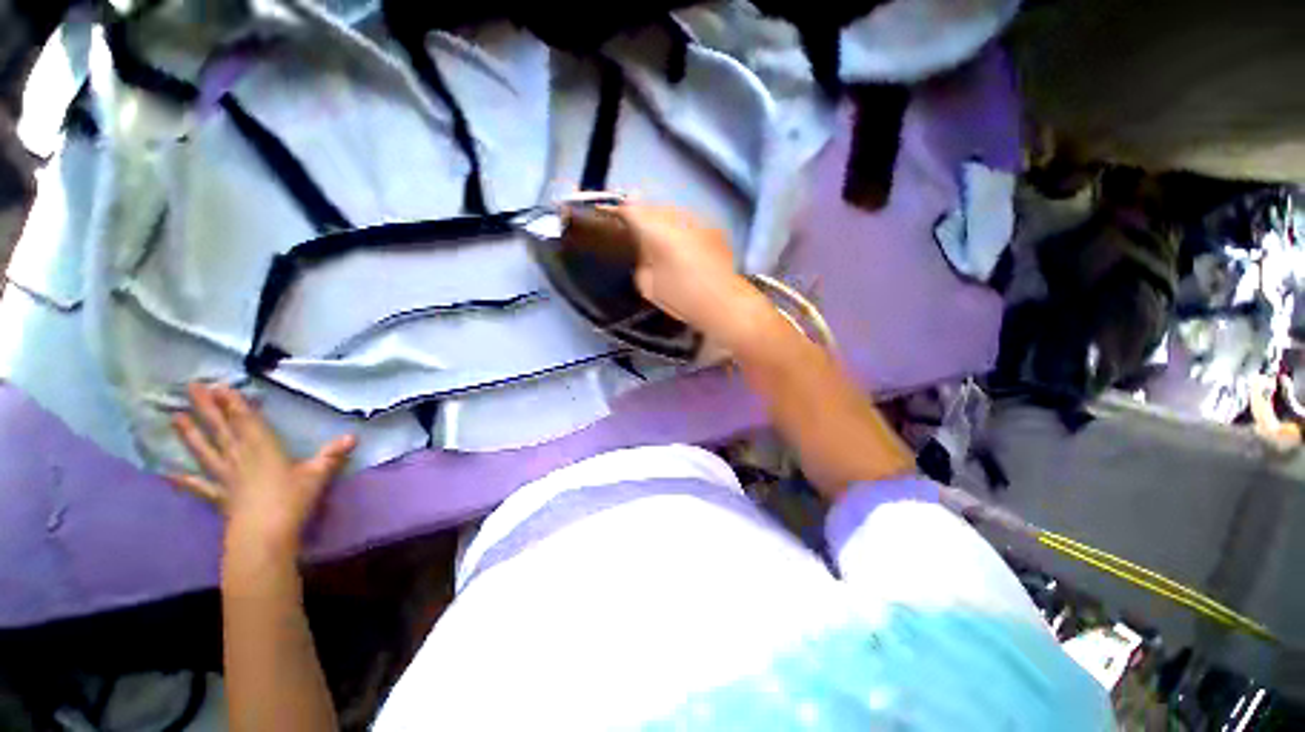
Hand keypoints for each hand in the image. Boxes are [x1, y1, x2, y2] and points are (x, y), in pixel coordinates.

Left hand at [170, 383, 355, 553]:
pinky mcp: (218, 496)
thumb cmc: (292, 500)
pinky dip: (184, 480)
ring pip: (205, 451)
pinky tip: (168, 475)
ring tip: (175, 417)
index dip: (234, 403)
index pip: (246, 421)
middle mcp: (240, 457)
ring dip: (190, 434)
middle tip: (192, 387)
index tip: (219, 385)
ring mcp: (225, 477)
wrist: (264, 534)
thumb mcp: (318, 474)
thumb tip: (353, 436)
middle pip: (222, 429)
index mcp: (263, 449)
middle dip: (208, 408)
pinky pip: (198, 486)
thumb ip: (332, 454)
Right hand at [585, 203, 774, 350]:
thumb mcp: (649, 286)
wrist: (726, 304)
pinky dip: (679, 228)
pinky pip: (688, 222)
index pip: (630, 210)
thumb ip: (640, 263)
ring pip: (672, 212)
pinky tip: (680, 245)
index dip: (616, 212)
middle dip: (640, 215)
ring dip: (661, 220)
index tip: (607, 219)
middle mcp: (678, 217)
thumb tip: (642, 252)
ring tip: (655, 237)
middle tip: (631, 231)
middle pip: (652, 207)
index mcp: (657, 230)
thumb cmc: (683, 298)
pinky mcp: (713, 230)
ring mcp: (698, 221)